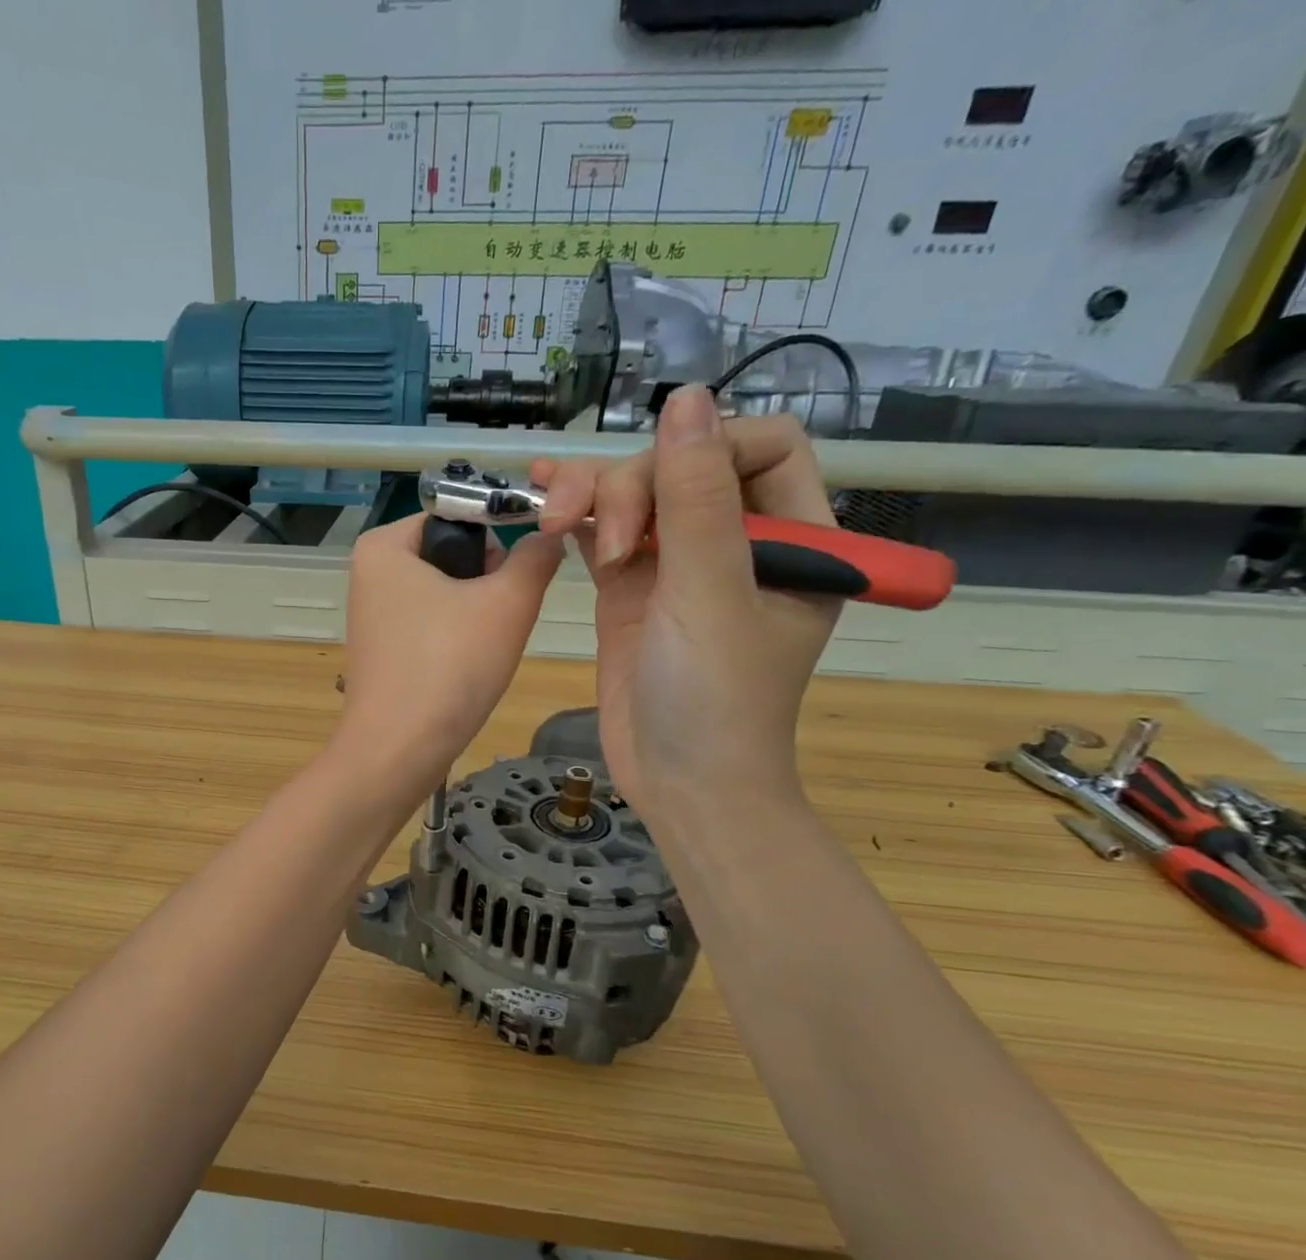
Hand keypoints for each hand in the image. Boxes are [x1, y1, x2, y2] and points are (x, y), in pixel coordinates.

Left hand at [335, 515, 563, 797]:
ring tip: (481, 651)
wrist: (396, 753)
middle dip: (487, 583)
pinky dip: (455, 642)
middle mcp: (369, 573)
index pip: (460, 514)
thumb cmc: (448, 667)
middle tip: (497, 622)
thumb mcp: (507, 603)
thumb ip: (536, 558)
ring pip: (447, 594)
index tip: (518, 579)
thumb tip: (548, 536)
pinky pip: (431, 627)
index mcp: (384, 545)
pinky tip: (463, 670)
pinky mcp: (382, 651)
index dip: (499, 539)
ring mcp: (372, 615)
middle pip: (453, 554)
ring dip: (476, 616)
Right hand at [530, 387, 839, 818]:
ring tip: (553, 518)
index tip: (659, 486)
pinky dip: (575, 519)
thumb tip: (686, 399)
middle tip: (607, 542)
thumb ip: (696, 499)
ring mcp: (678, 569)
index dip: (709, 446)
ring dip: (592, 495)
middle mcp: (737, 544)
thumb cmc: (715, 699)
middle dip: (634, 486)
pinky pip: (603, 536)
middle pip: (685, 468)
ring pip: (636, 498)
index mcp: (793, 539)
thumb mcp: (710, 594)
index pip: (763, 449)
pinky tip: (542, 503)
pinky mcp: (630, 593)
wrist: (680, 784)